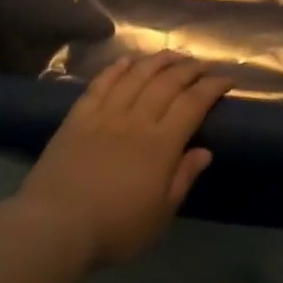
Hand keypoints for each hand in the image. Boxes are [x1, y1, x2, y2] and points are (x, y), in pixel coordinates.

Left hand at [15, 53, 227, 269]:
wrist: (56, 225)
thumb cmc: (115, 228)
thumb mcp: (160, 215)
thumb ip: (183, 178)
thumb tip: (205, 151)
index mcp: (161, 144)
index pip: (192, 104)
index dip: (212, 87)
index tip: (226, 79)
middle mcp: (136, 119)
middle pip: (166, 83)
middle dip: (188, 69)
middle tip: (201, 64)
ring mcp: (105, 114)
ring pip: (135, 76)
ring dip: (156, 61)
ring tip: (171, 54)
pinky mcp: (78, 116)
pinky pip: (100, 84)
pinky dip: (116, 69)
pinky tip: (126, 61)